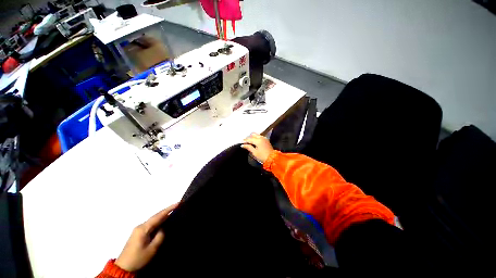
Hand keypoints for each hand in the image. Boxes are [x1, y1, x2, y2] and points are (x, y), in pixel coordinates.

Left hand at [115, 203, 178, 271]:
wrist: (123, 268)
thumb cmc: (138, 258)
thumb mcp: (152, 249)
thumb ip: (160, 236)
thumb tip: (163, 228)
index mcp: (143, 228)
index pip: (158, 216)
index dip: (169, 209)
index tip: (178, 203)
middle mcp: (140, 226)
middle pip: (156, 216)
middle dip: (166, 211)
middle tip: (177, 206)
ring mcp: (138, 230)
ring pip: (153, 220)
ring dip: (163, 216)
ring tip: (173, 212)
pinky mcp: (138, 234)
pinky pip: (151, 224)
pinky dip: (158, 221)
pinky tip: (163, 222)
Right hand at [241, 133, 273, 163]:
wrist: (272, 158)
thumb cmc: (262, 156)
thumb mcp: (254, 152)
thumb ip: (248, 147)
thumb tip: (243, 145)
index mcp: (258, 140)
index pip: (249, 139)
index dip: (245, 140)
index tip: (241, 142)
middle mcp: (261, 138)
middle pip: (253, 135)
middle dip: (248, 137)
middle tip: (245, 141)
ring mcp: (264, 138)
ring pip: (257, 135)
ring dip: (252, 137)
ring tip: (249, 141)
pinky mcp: (266, 140)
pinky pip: (260, 136)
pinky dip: (256, 137)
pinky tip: (254, 141)